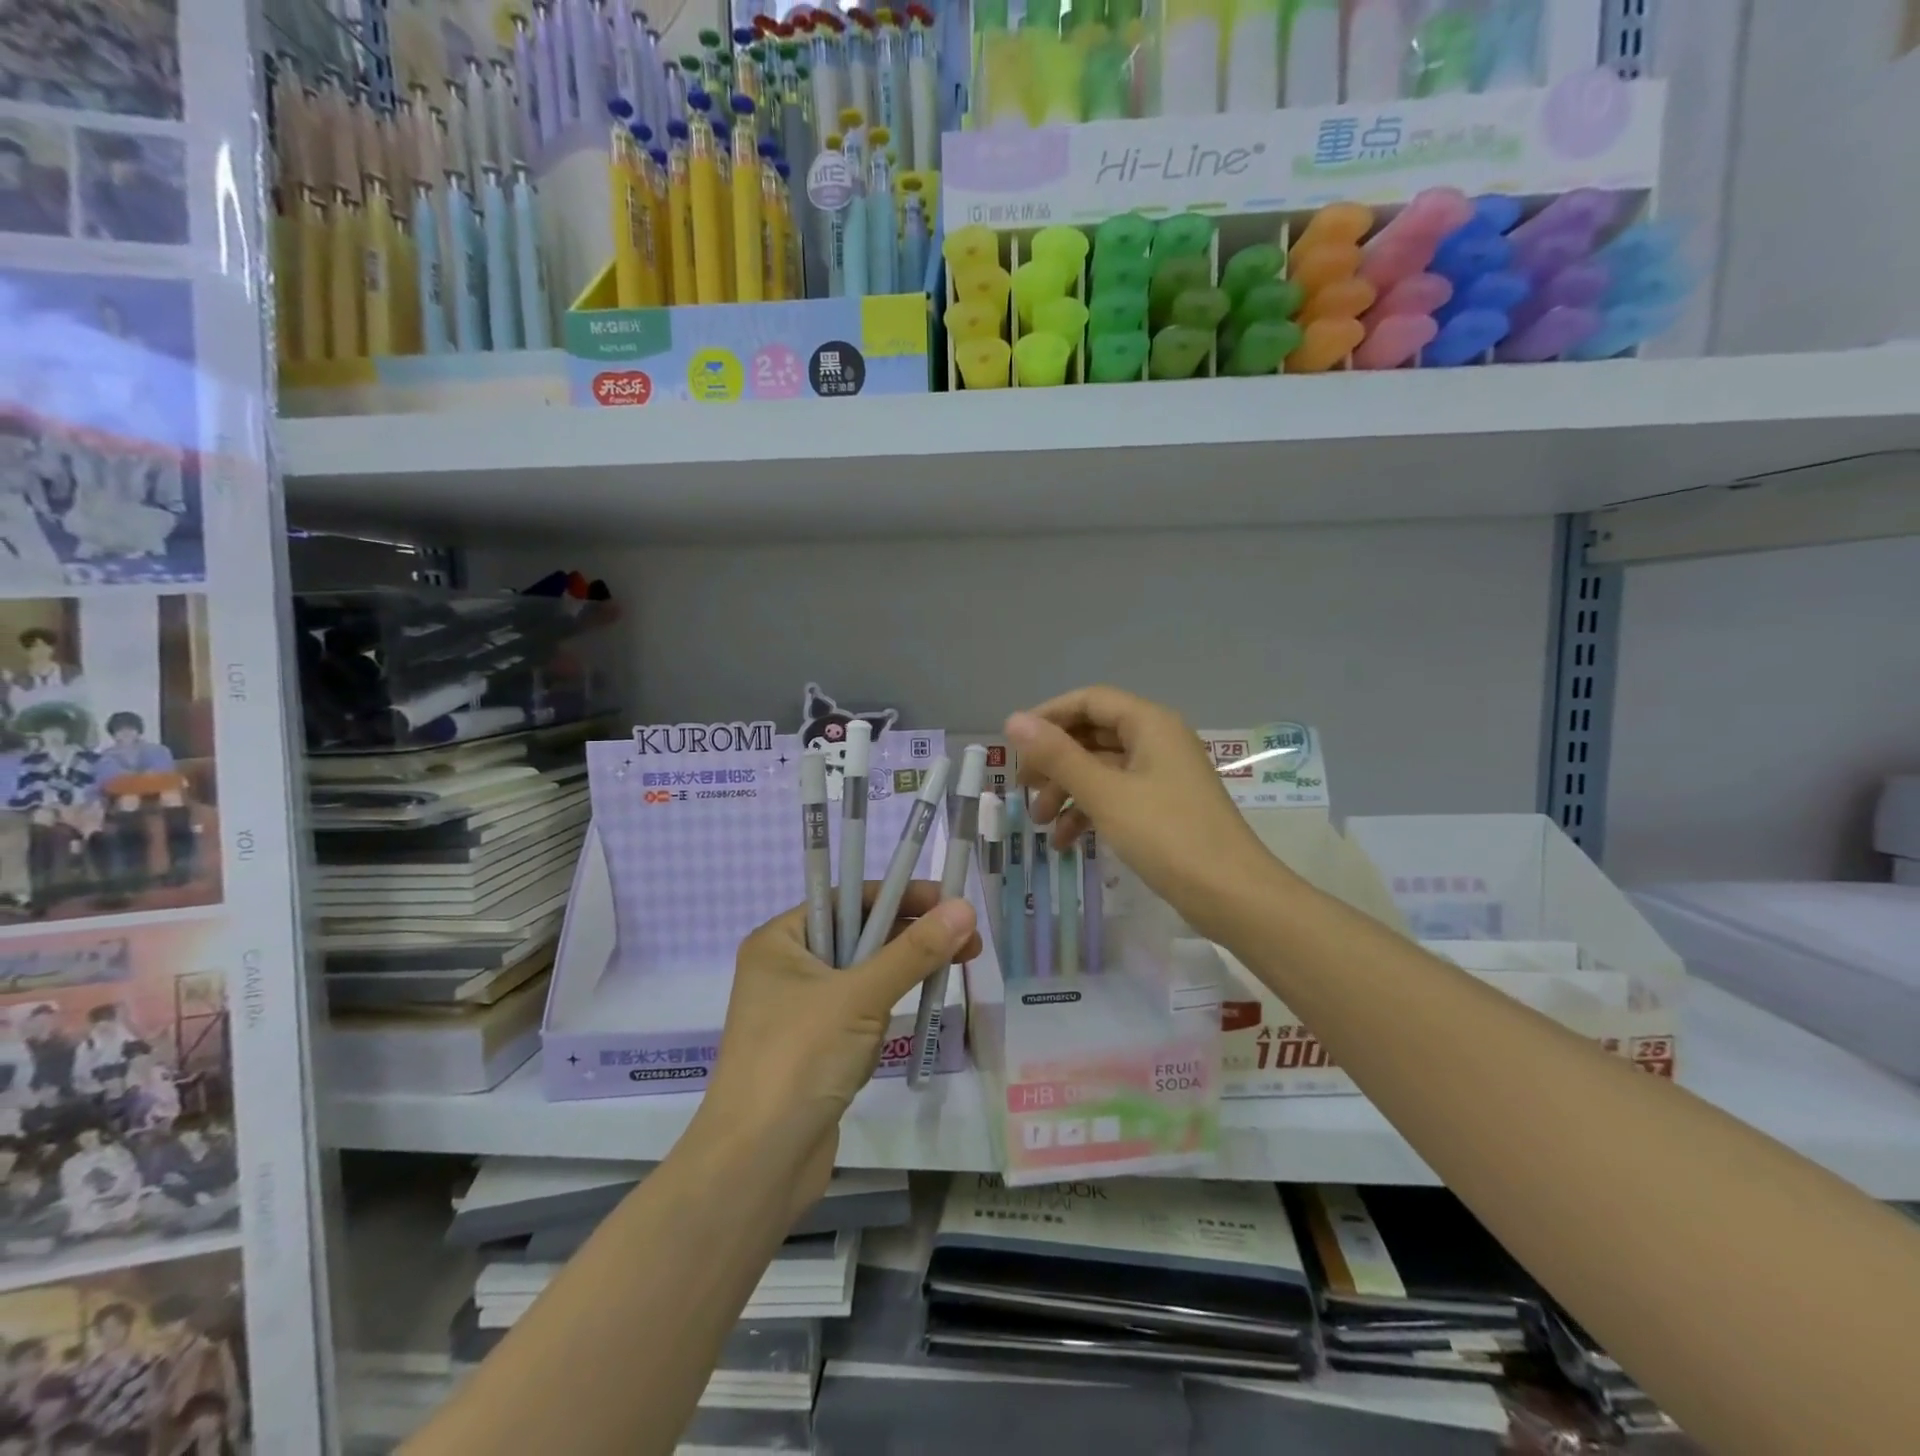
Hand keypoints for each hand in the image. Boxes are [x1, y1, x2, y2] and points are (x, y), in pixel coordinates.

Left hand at [697, 884, 979, 1220]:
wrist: (757, 1165)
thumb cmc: (800, 1060)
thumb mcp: (861, 996)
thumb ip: (914, 951)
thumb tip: (964, 908)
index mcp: (780, 941)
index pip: (847, 899)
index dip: (899, 895)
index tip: (949, 901)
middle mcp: (786, 969)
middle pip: (859, 936)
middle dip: (911, 938)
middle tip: (968, 941)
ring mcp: (799, 1012)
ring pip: (863, 977)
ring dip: (901, 976)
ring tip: (951, 974)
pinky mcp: (814, 1050)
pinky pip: (859, 1014)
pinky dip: (885, 1013)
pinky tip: (908, 1019)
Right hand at [1007, 686, 1282, 941]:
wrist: (1232, 896)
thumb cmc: (1167, 836)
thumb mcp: (1105, 794)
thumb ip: (1057, 756)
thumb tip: (1013, 720)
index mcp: (1149, 724)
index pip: (1089, 701)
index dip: (1048, 717)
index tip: (1014, 745)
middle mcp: (1157, 740)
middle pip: (1093, 735)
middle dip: (1054, 761)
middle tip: (1023, 788)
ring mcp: (1162, 775)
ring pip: (1101, 769)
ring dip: (1067, 791)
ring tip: (1039, 822)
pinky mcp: (1163, 807)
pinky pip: (1116, 796)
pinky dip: (1089, 812)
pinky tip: (1065, 842)